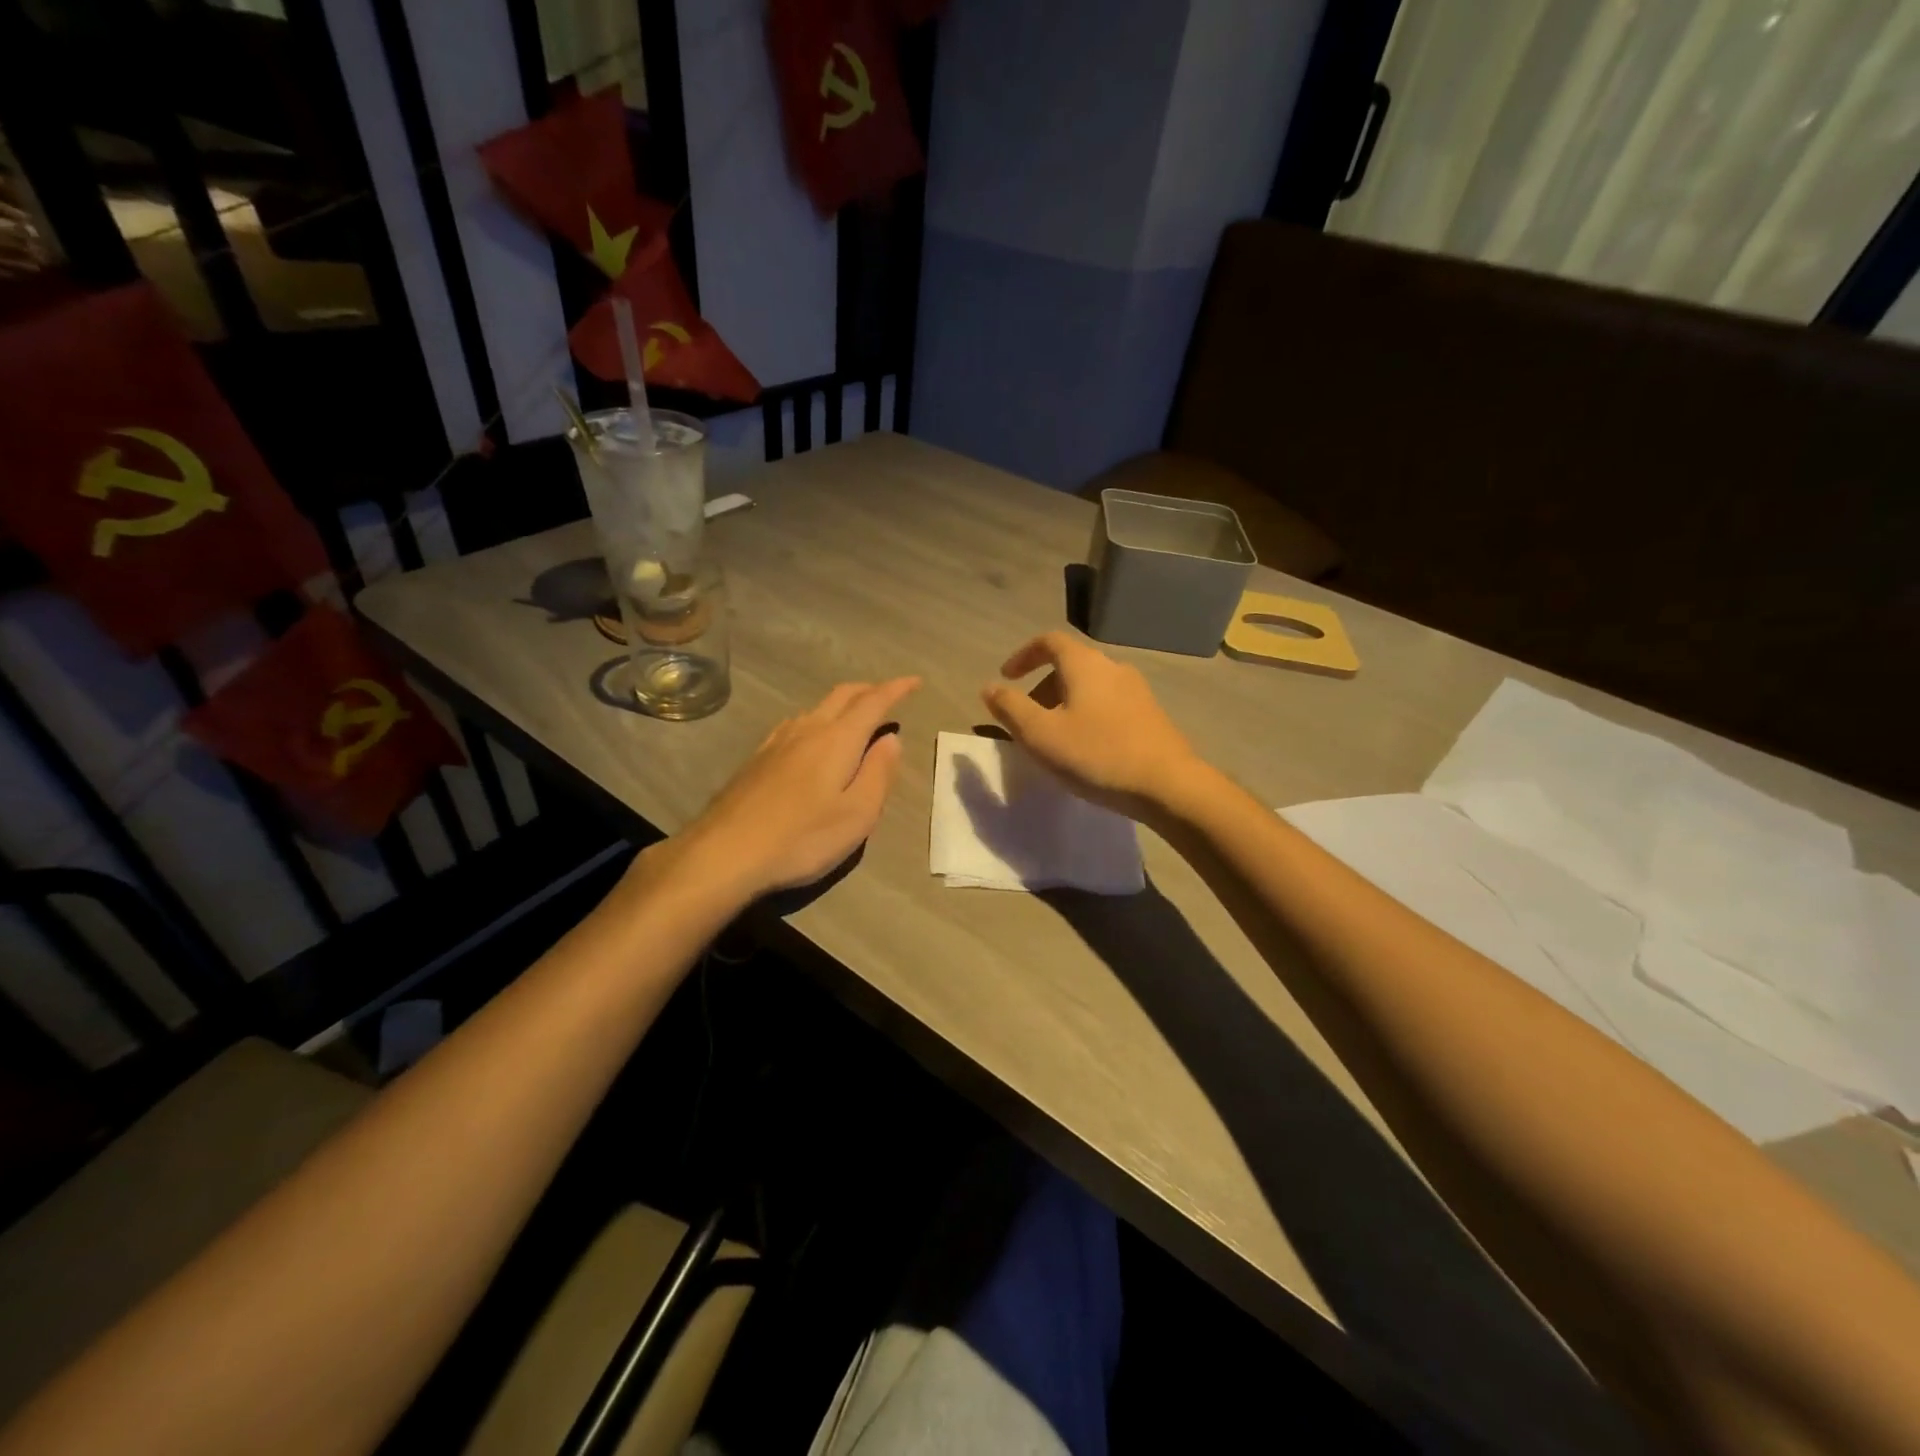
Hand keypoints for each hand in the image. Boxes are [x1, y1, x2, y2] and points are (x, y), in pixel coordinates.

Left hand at [679, 678, 919, 896]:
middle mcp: (807, 730)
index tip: (914, 681)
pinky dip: (817, 720)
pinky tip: (812, 739)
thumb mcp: (857, 814)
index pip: (873, 702)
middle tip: (889, 695)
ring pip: (816, 708)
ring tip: (855, 718)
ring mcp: (777, 742)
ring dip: (842, 704)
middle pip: (842, 696)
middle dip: (869, 690)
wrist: (725, 852)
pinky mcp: (757, 758)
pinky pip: (796, 724)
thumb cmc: (801, 838)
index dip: (896, 689)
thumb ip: (879, 773)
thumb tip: (891, 739)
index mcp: (837, 740)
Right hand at [982, 633, 1201, 819]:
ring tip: (1055, 739)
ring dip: (1065, 703)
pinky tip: (1087, 749)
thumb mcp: (1041, 735)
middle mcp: (1113, 667)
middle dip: (1042, 686)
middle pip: (1070, 664)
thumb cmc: (1097, 755)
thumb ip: (1011, 708)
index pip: (1049, 641)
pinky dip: (1087, 715)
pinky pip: (1109, 704)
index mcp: (1085, 664)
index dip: (1023, 655)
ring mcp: (1137, 690)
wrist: (1168, 785)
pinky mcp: (1151, 714)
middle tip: (1027, 719)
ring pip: (1090, 686)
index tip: (1006, 678)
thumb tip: (989, 688)